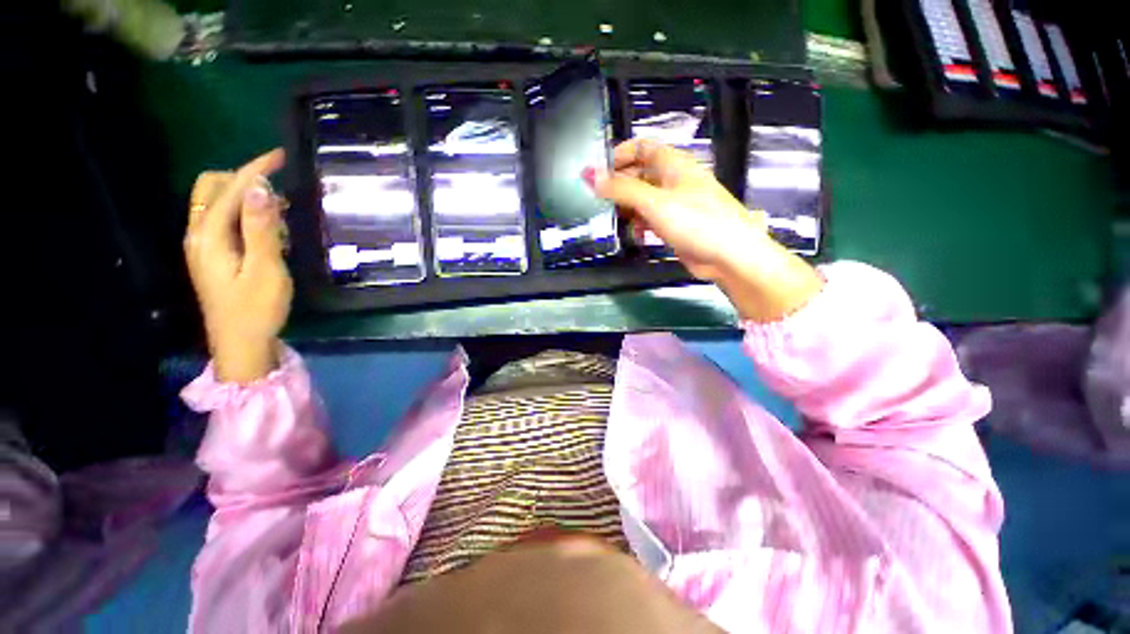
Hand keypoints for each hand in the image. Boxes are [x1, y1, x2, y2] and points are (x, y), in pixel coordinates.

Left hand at [184, 149, 291, 382]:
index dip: (254, 170)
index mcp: (209, 236)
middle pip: (211, 189)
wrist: (241, 344)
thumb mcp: (266, 269)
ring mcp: (203, 246)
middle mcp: (199, 234)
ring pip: (217, 204)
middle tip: (278, 190)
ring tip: (279, 213)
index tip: (280, 156)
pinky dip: (244, 214)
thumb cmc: (257, 308)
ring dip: (245, 198)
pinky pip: (224, 220)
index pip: (230, 190)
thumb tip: (260, 187)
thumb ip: (261, 228)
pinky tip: (268, 230)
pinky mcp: (213, 255)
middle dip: (242, 179)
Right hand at [586, 139, 765, 281]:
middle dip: (620, 185)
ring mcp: (675, 204)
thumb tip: (589, 174)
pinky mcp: (676, 225)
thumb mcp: (654, 202)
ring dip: (628, 207)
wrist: (729, 256)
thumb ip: (621, 189)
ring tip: (614, 219)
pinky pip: (651, 219)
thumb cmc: (696, 222)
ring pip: (644, 199)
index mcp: (673, 164)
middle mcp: (674, 181)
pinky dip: (640, 224)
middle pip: (640, 174)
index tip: (598, 173)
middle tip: (600, 200)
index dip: (619, 155)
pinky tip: (635, 234)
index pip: (642, 147)